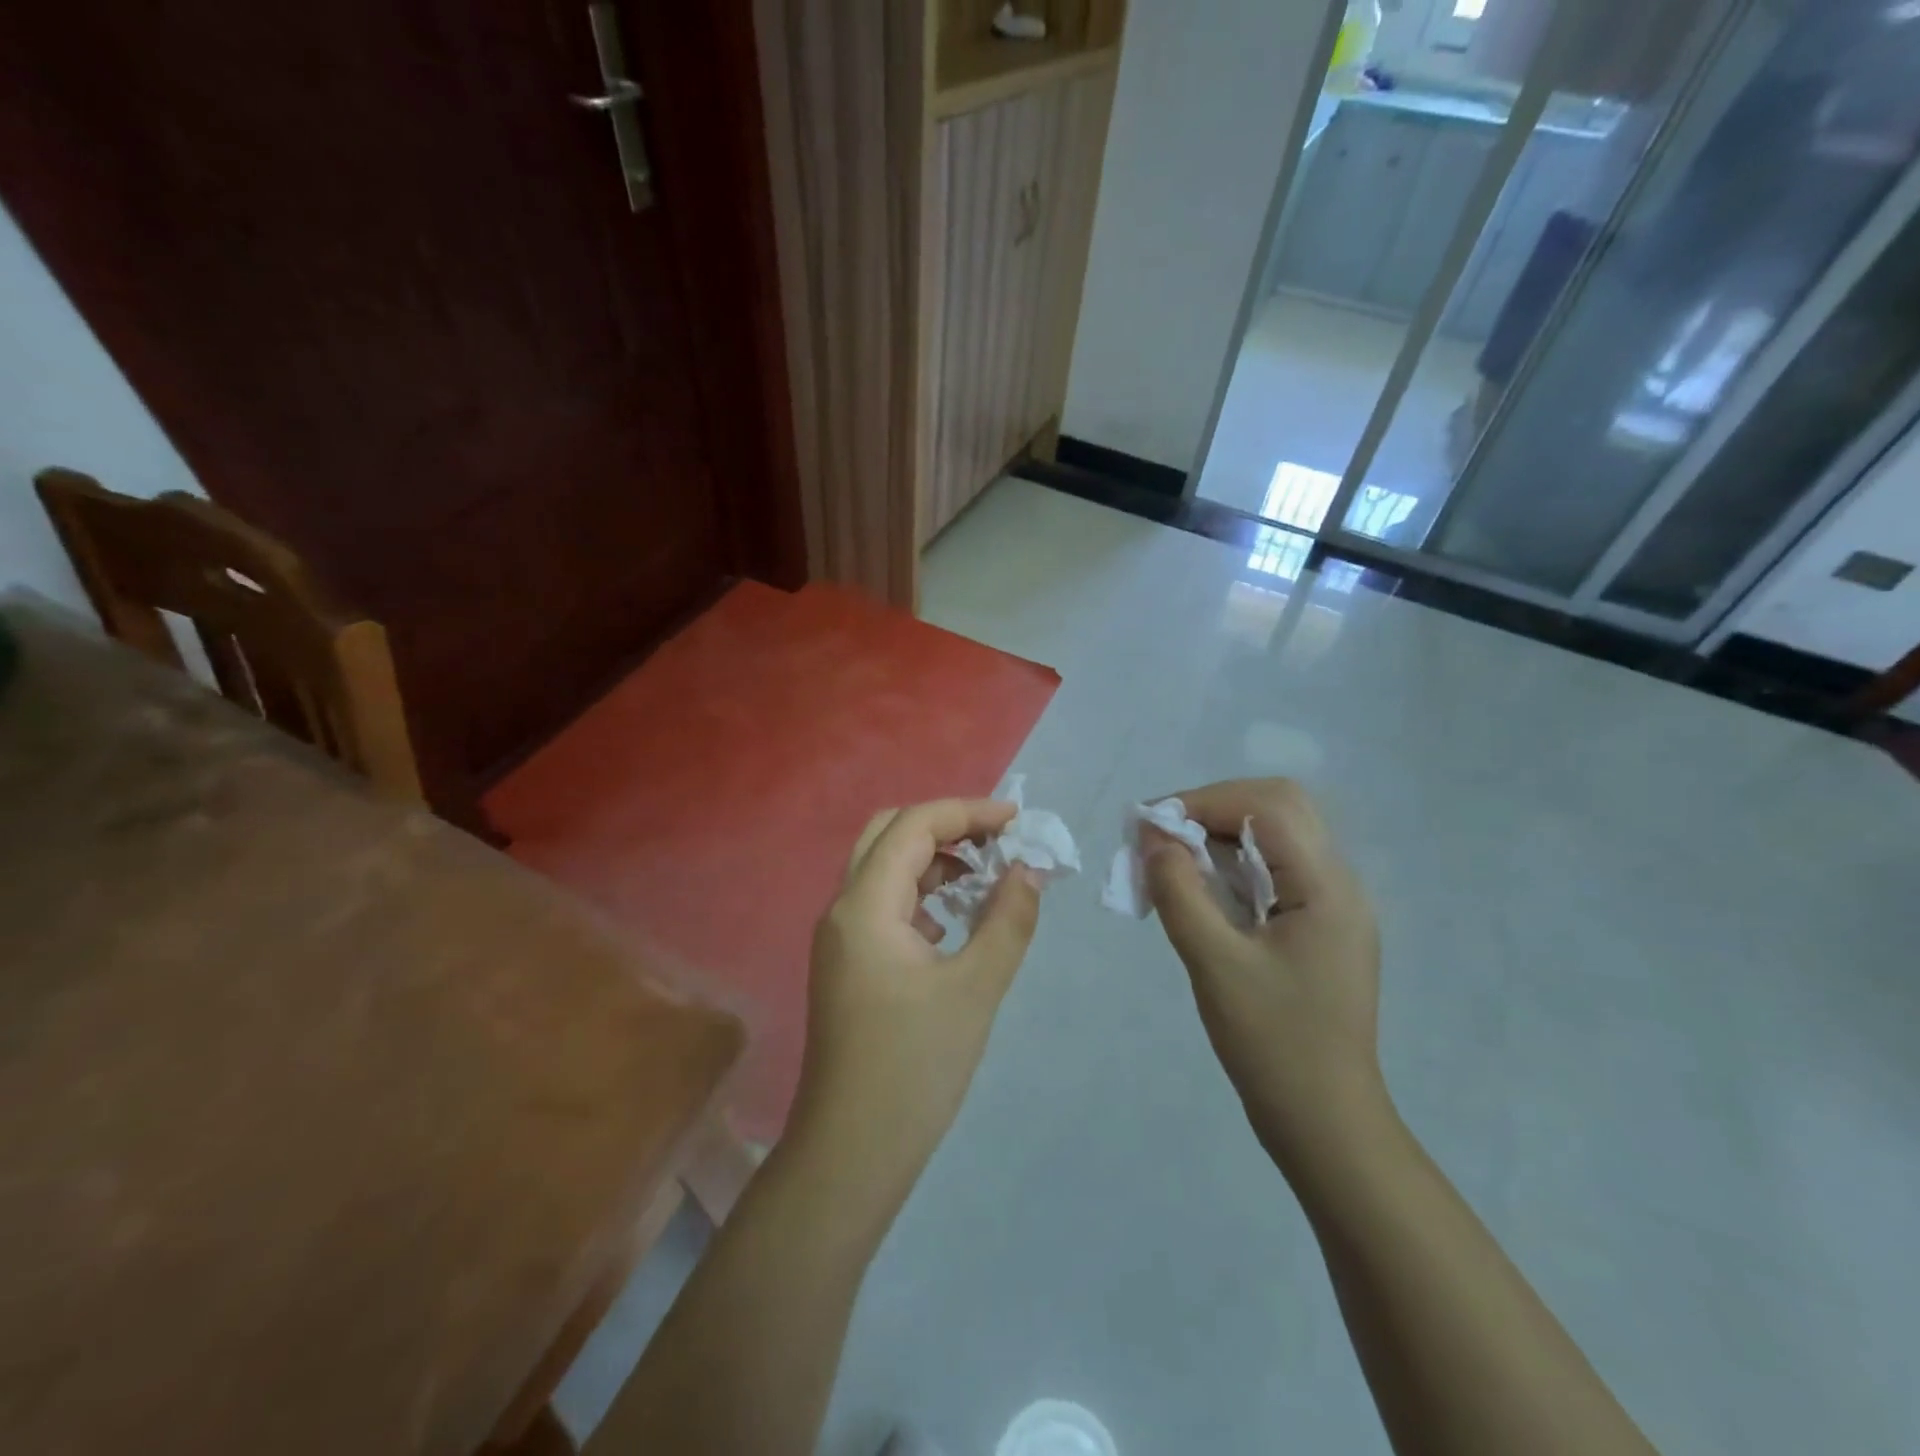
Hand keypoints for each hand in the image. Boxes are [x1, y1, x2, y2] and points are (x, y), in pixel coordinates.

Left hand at [790, 799, 1043, 1206]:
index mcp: (865, 906)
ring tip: (986, 874)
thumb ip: (1007, 921)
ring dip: (933, 859)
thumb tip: (1028, 870)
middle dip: (945, 826)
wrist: (852, 1152)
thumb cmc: (915, 1069)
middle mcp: (843, 909)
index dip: (967, 812)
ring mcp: (841, 937)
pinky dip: (922, 893)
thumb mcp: (975, 989)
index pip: (913, 826)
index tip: (1017, 821)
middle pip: (889, 834)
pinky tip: (957, 916)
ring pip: (885, 868)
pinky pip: (885, 904)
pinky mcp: (849, 963)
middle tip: (997, 841)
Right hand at [1145, 779, 1384, 1165]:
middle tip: (1163, 837)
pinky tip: (1199, 889)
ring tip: (1171, 861)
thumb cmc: (1271, 1043)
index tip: (1151, 825)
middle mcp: (1339, 883)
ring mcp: (1333, 905)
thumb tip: (1152, 836)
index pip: (1268, 806)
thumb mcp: (1214, 963)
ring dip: (1220, 836)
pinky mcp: (1318, 926)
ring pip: (1275, 836)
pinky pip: (1274, 870)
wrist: (1324, 1120)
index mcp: (1327, 887)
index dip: (1204, 801)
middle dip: (1213, 809)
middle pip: (1277, 808)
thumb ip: (1180, 891)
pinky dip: (1232, 865)